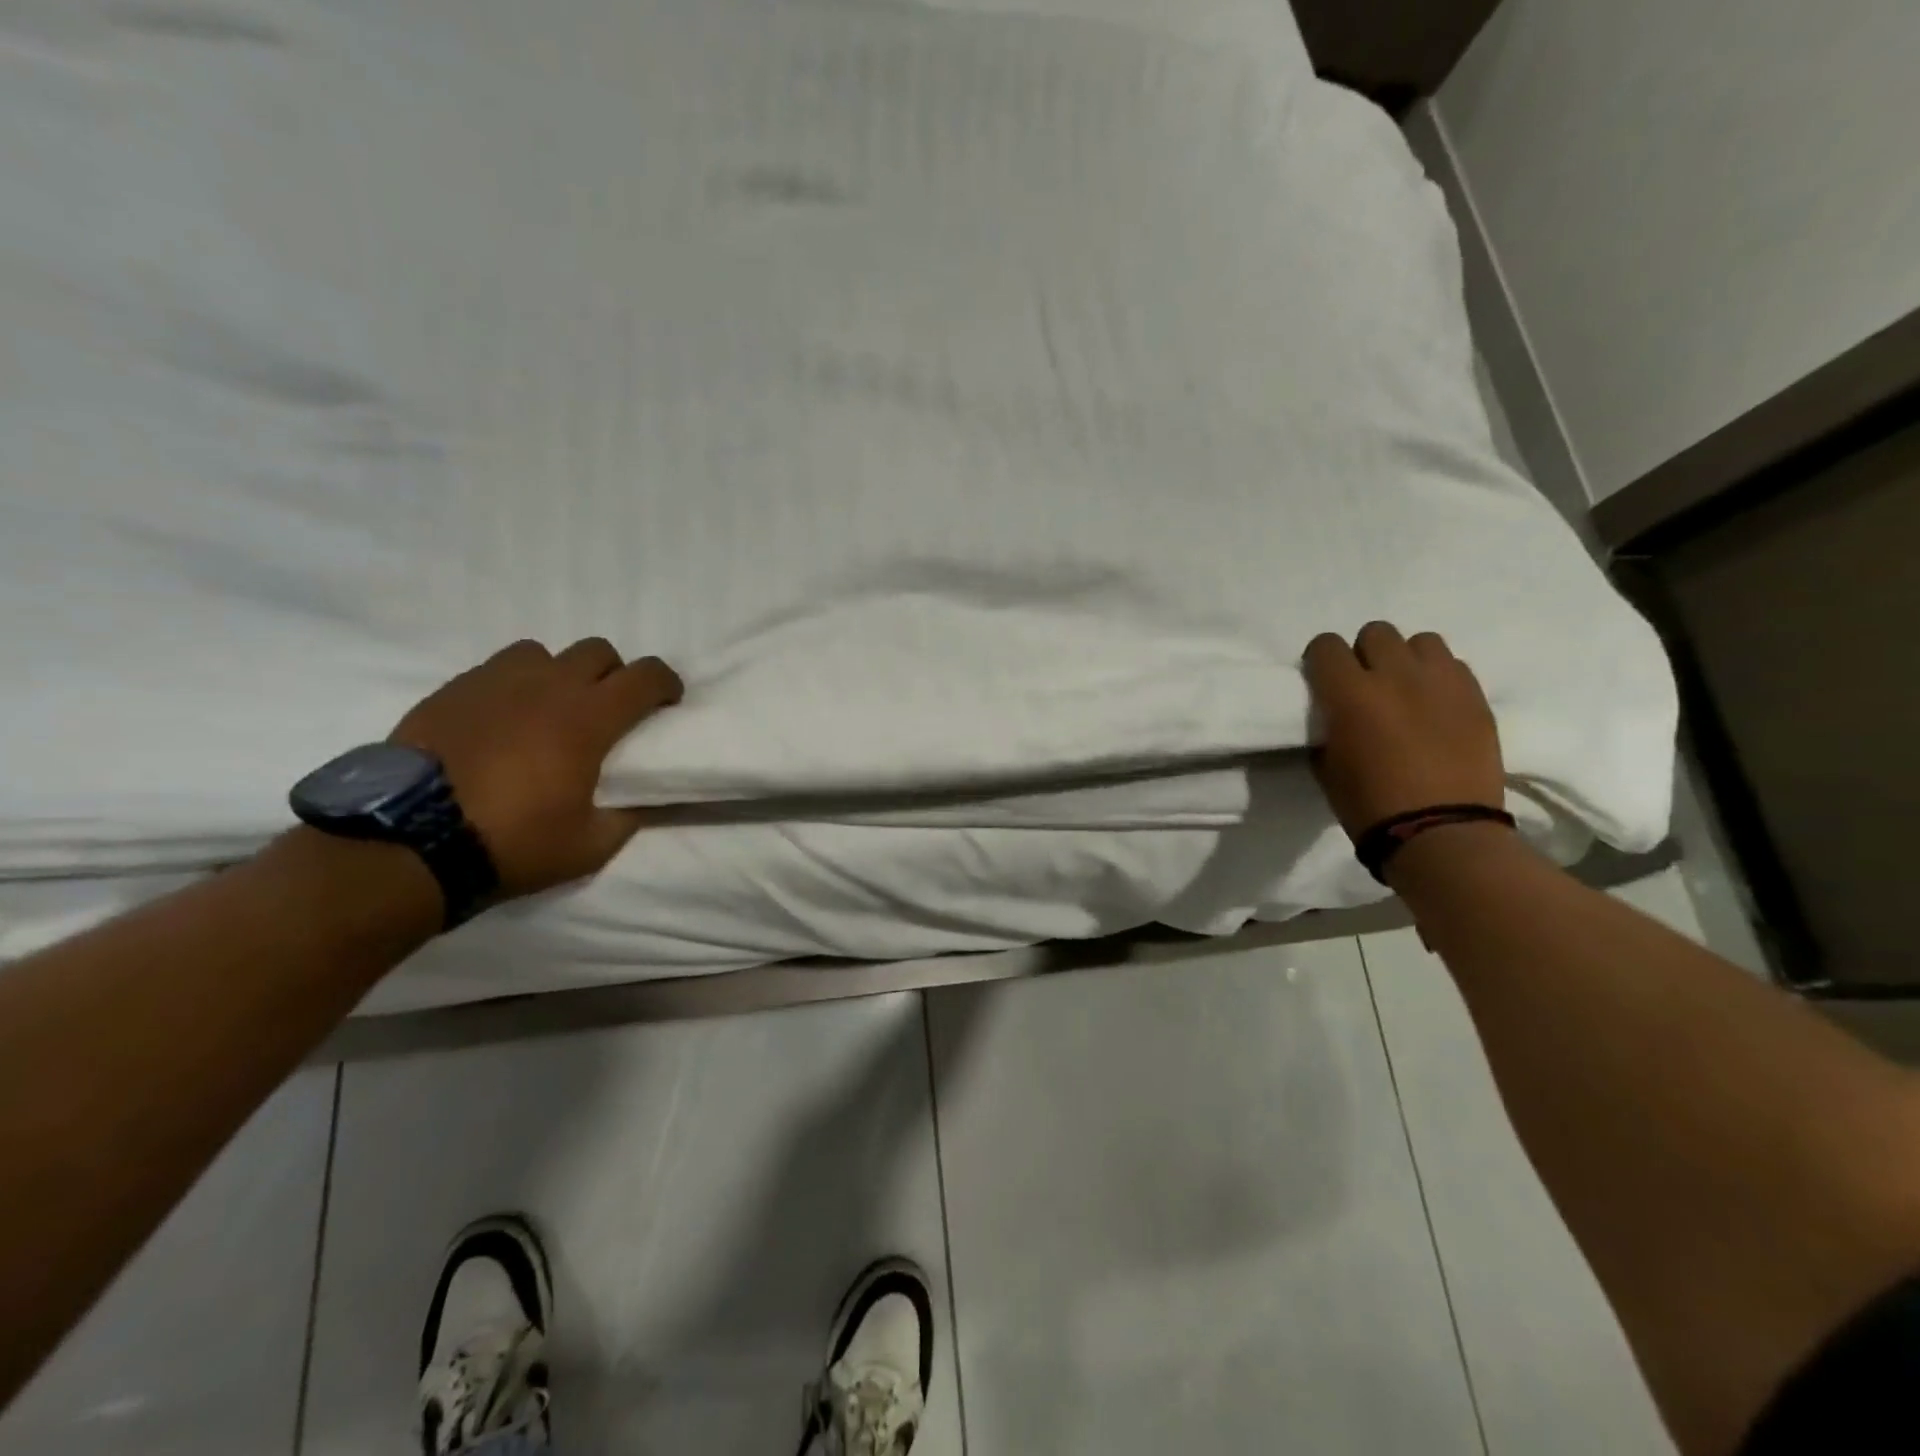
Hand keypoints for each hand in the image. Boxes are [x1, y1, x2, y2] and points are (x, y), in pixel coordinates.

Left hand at [390, 639, 683, 897]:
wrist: (410, 841)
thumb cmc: (512, 841)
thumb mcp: (589, 847)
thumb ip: (626, 818)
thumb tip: (642, 802)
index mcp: (588, 718)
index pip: (645, 677)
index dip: (666, 683)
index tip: (669, 701)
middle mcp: (547, 686)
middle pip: (598, 651)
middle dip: (614, 674)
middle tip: (609, 709)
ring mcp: (495, 682)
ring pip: (543, 653)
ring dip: (559, 673)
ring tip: (551, 708)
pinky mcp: (453, 690)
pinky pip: (496, 670)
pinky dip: (514, 686)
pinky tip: (504, 720)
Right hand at [1301, 623, 1503, 839]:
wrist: (1441, 833)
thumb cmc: (1370, 806)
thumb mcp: (1327, 766)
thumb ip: (1328, 727)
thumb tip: (1335, 714)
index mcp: (1349, 694)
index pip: (1325, 646)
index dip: (1320, 661)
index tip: (1323, 681)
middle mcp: (1395, 676)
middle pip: (1376, 632)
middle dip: (1364, 654)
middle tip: (1366, 685)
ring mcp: (1442, 683)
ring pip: (1420, 641)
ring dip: (1406, 659)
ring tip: (1406, 689)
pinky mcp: (1476, 697)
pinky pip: (1454, 666)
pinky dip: (1439, 678)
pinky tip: (1435, 707)